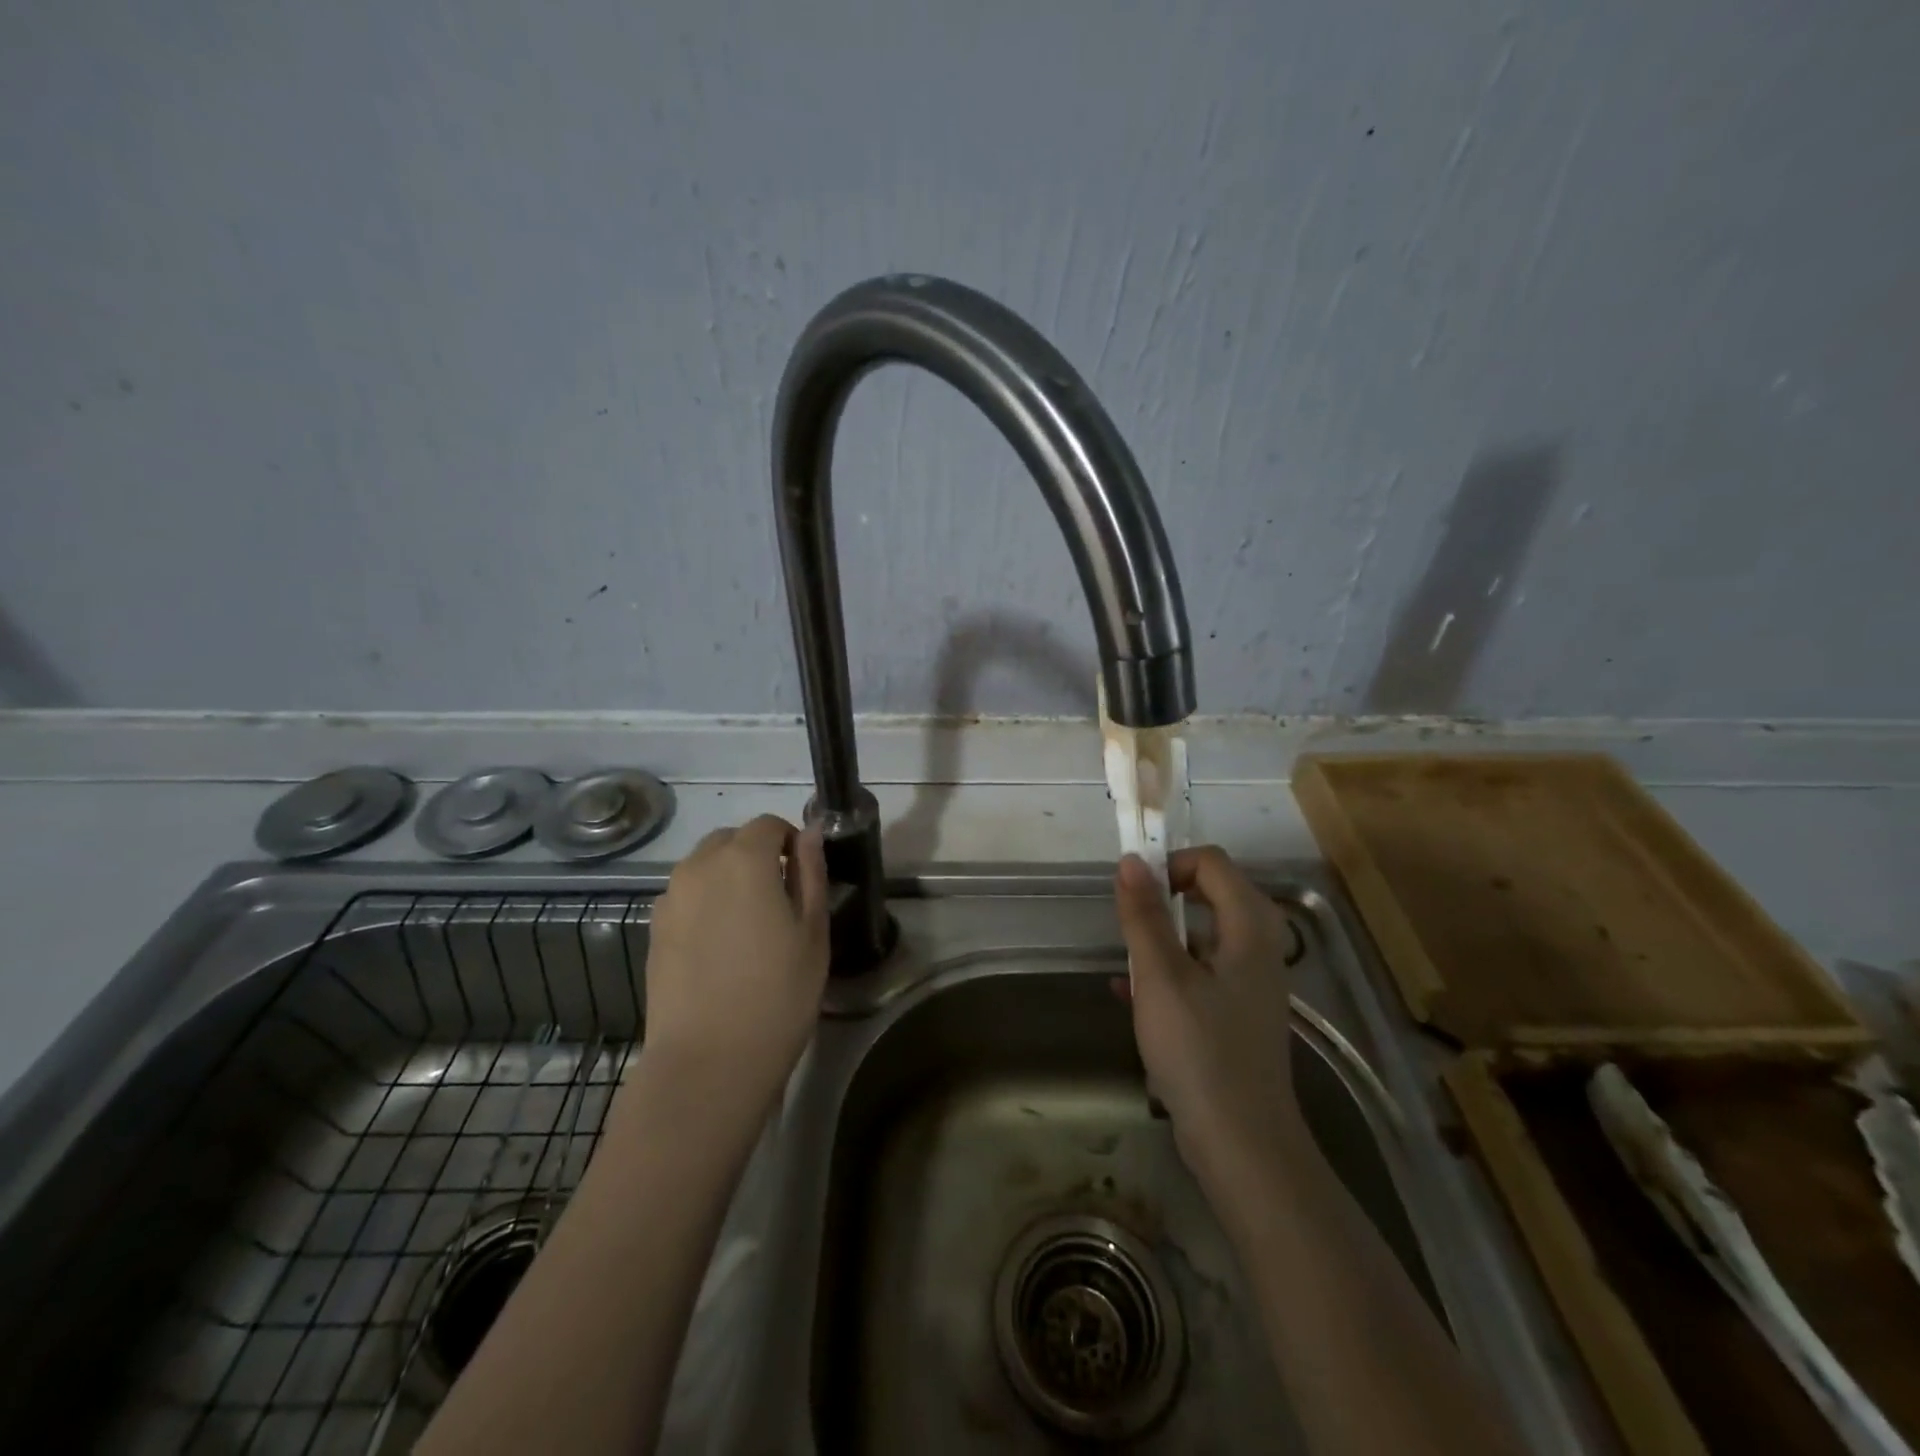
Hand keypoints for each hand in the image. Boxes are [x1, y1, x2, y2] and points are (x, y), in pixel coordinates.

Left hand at [638, 814, 829, 1109]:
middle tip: (779, 898)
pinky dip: (705, 902)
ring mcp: (670, 898)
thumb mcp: (813, 931)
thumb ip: (811, 873)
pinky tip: (720, 945)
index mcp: (744, 859)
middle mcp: (700, 866)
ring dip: (728, 877)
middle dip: (756, 854)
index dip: (790, 841)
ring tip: (748, 924)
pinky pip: (686, 896)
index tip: (804, 874)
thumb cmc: (778, 994)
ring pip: (704, 867)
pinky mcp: (654, 929)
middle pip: (730, 840)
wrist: (709, 1061)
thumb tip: (809, 834)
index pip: (769, 825)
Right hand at [1115, 847, 1308, 1199]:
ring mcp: (1249, 987)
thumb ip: (1145, 916)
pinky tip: (1127, 995)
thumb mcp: (1161, 977)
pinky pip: (1199, 976)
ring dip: (1162, 939)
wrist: (1242, 1146)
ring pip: (1202, 939)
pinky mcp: (1235, 1018)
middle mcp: (1257, 951)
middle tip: (1130, 920)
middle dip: (1165, 900)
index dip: (1172, 864)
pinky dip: (1166, 975)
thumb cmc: (1200, 1051)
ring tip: (1126, 961)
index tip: (1135, 889)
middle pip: (1212, 896)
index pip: (1214, 864)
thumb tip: (1131, 861)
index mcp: (1249, 930)